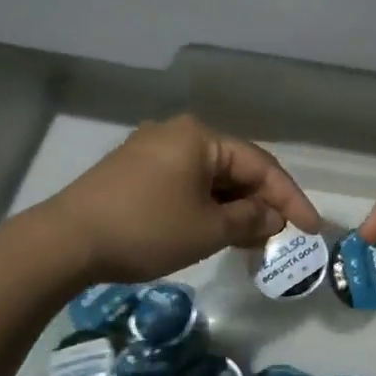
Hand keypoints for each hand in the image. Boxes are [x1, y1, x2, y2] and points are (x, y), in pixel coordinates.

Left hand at [32, 116, 320, 284]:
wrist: (64, 242)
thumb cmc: (146, 229)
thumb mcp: (207, 230)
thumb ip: (250, 220)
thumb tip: (273, 217)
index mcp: (201, 136)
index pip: (260, 164)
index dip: (290, 198)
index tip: (312, 228)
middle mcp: (178, 133)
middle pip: (234, 168)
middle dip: (260, 203)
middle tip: (281, 237)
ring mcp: (152, 150)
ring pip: (209, 178)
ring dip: (233, 208)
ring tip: (252, 240)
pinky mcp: (133, 171)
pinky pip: (185, 184)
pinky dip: (205, 206)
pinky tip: (214, 230)